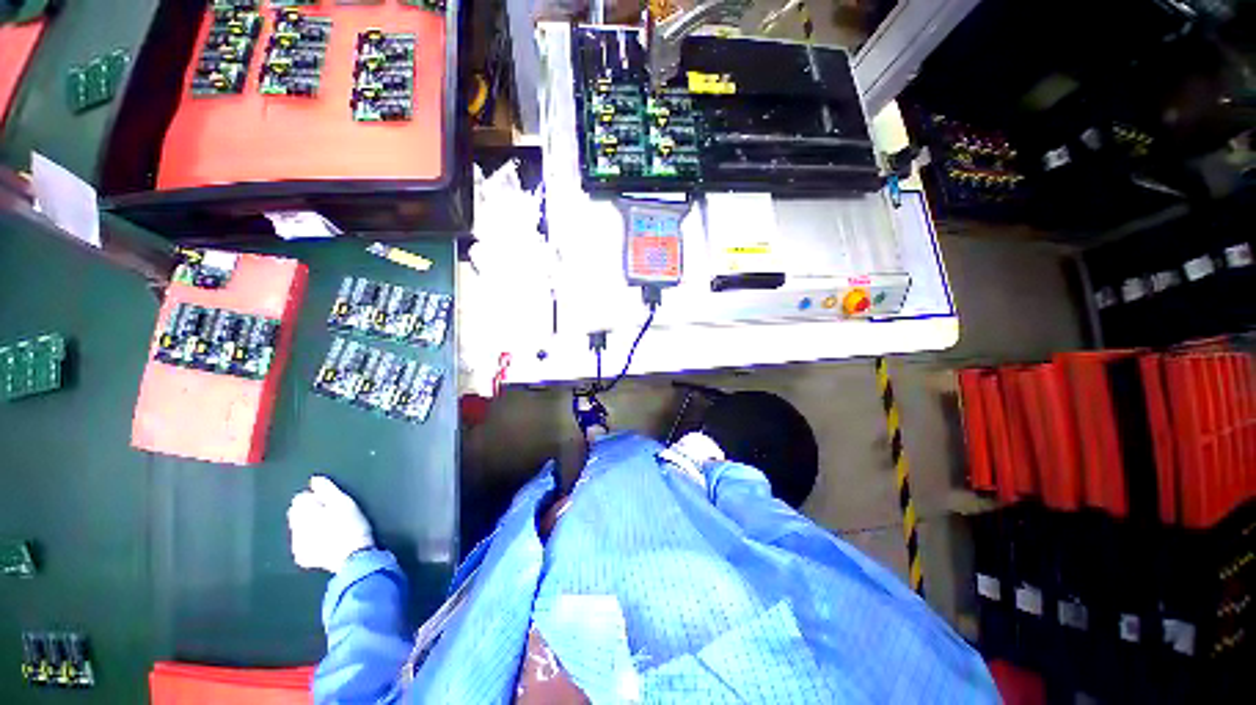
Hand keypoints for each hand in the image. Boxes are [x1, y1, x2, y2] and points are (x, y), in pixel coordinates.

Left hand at [288, 476, 373, 573]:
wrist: (353, 556)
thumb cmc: (351, 526)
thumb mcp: (344, 502)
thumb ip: (327, 489)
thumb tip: (314, 479)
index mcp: (304, 513)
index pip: (300, 498)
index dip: (315, 497)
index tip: (329, 502)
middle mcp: (295, 529)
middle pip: (297, 514)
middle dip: (310, 512)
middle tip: (331, 515)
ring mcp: (296, 545)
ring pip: (298, 528)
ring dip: (309, 526)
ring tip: (330, 528)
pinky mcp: (302, 557)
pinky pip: (301, 543)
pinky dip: (310, 540)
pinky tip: (324, 541)